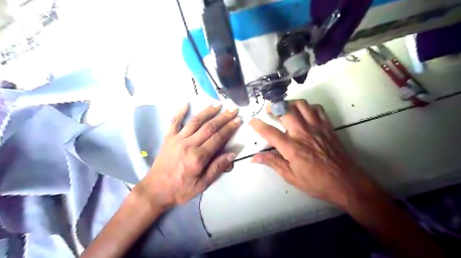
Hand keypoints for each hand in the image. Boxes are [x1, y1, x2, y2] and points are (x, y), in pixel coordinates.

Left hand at [135, 103, 240, 209]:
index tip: (238, 120)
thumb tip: (231, 154)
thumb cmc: (181, 189)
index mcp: (198, 157)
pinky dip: (179, 112)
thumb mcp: (202, 185)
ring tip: (217, 104)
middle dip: (223, 117)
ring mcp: (177, 139)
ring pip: (195, 121)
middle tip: (233, 109)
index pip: (218, 138)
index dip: (230, 128)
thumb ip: (217, 168)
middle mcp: (189, 144)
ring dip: (207, 111)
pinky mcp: (168, 138)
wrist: (155, 190)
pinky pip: (174, 122)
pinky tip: (186, 104)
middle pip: (209, 127)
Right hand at [251, 100, 379, 206]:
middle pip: (285, 110)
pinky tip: (304, 114)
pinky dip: (308, 107)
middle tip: (269, 110)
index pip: (269, 132)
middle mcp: (302, 133)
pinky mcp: (327, 126)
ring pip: (301, 105)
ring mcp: (316, 127)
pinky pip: (317, 109)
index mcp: (291, 148)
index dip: (257, 125)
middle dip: (273, 106)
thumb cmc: (316, 182)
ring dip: (290, 103)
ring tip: (285, 109)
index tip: (251, 121)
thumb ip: (272, 162)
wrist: (345, 182)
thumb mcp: (291, 176)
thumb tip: (254, 158)